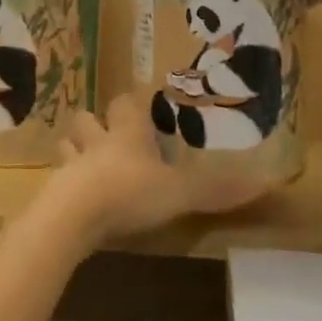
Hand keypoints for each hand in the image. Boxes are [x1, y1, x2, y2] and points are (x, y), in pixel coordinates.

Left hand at [47, 95, 268, 242]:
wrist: (72, 216)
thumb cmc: (129, 192)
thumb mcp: (179, 193)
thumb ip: (216, 190)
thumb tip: (267, 182)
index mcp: (127, 134)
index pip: (124, 104)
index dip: (131, 104)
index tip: (140, 106)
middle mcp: (96, 141)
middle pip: (87, 119)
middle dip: (95, 124)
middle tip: (108, 135)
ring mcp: (70, 165)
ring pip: (67, 144)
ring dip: (74, 149)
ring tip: (84, 161)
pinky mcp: (54, 192)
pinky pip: (57, 180)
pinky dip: (63, 183)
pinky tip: (71, 197)